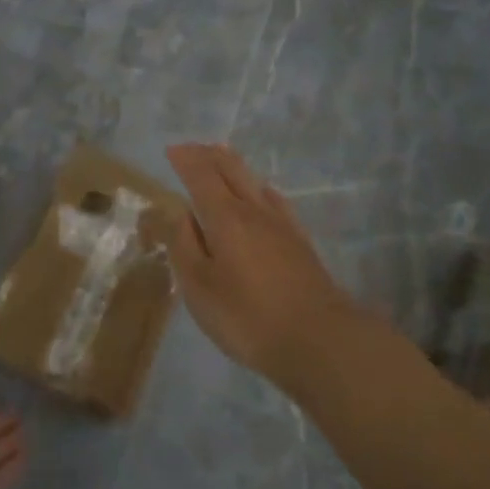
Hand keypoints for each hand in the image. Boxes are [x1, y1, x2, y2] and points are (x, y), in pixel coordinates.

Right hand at [163, 143, 364, 385]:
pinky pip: (275, 200)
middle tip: (192, 149)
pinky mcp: (300, 242)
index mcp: (225, 217)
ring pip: (255, 181)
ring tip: (221, 160)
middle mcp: (254, 210)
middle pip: (232, 170)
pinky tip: (263, 195)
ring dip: (234, 166)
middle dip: (209, 155)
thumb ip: (183, 245)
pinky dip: (259, 188)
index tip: (171, 150)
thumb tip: (176, 212)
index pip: (201, 175)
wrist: (318, 339)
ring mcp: (282, 224)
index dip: (185, 160)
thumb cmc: (247, 316)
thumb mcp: (199, 286)